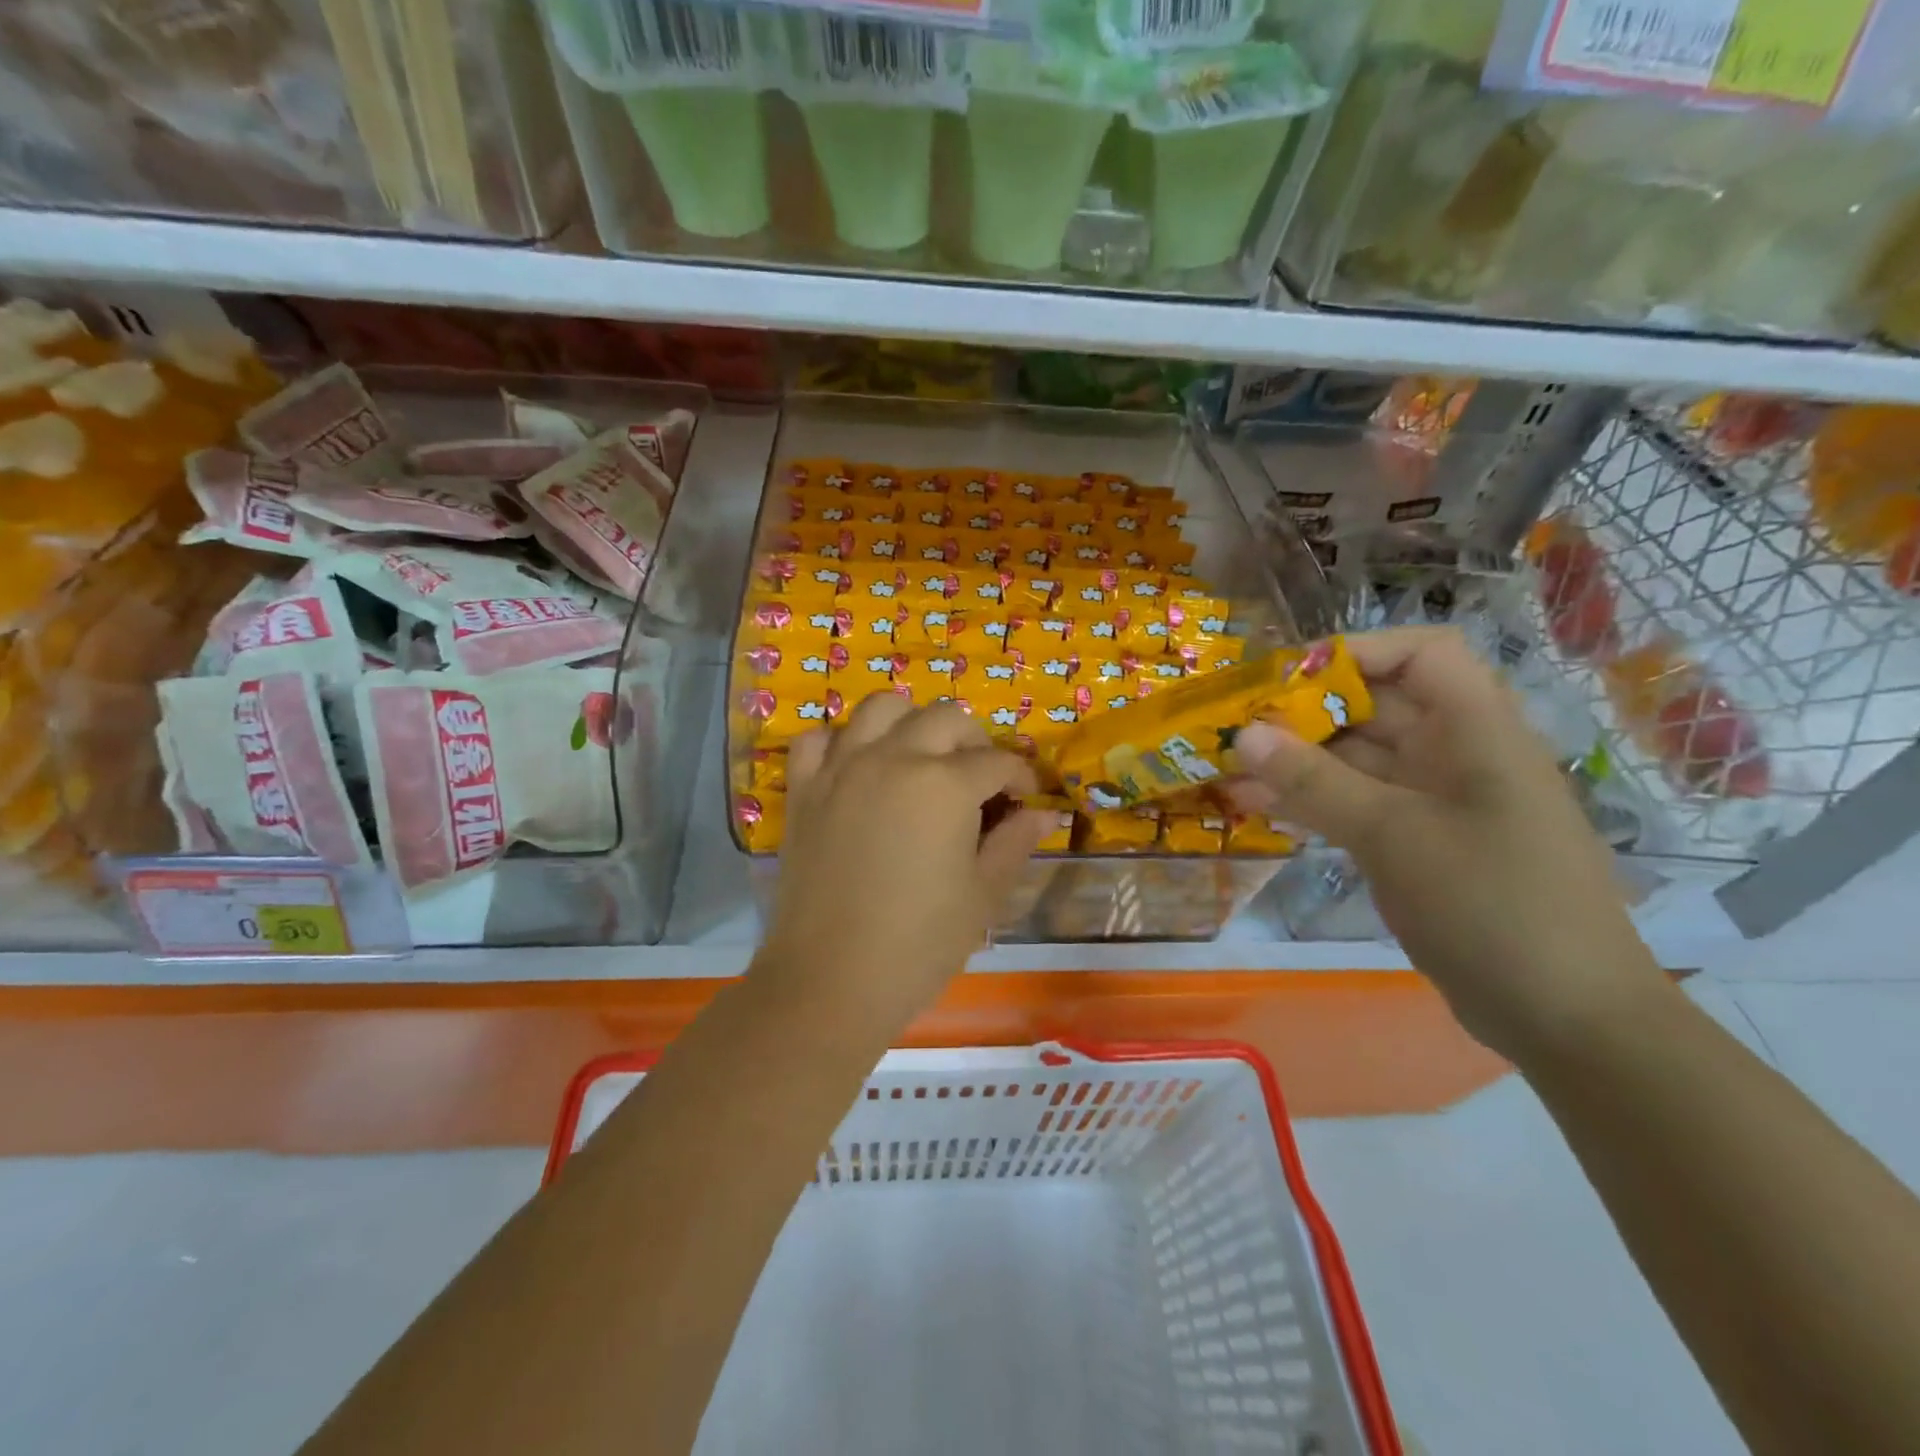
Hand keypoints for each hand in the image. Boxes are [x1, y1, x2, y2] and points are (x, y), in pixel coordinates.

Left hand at [759, 695, 1051, 1034]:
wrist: (830, 981)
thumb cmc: (919, 944)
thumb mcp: (983, 895)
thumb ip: (1015, 843)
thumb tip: (1044, 815)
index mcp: (945, 783)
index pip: (997, 761)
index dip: (1021, 778)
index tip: (1027, 800)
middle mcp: (892, 757)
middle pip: (945, 718)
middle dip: (975, 742)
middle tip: (981, 781)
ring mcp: (841, 768)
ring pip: (880, 708)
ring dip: (911, 722)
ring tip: (922, 757)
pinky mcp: (804, 789)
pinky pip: (818, 738)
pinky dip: (841, 741)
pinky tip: (857, 766)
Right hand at [1230, 627, 1670, 1060]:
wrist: (1565, 1018)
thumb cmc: (1492, 905)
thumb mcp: (1394, 835)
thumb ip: (1315, 782)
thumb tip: (1245, 734)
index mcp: (1477, 732)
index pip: (1421, 656)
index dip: (1356, 653)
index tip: (1287, 679)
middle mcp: (1457, 755)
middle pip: (1376, 707)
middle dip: (1305, 713)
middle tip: (1235, 729)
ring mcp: (1437, 803)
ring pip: (1358, 762)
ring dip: (1297, 763)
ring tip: (1229, 771)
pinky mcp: (1418, 844)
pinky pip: (1357, 805)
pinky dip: (1312, 802)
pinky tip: (1258, 808)